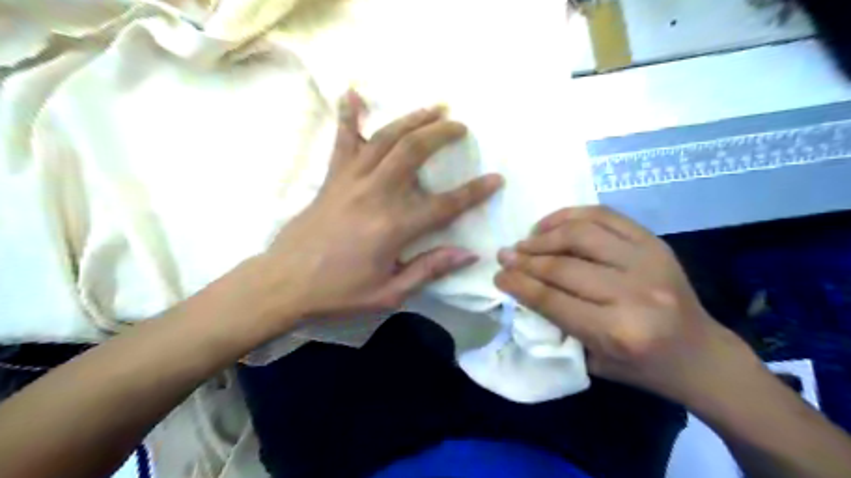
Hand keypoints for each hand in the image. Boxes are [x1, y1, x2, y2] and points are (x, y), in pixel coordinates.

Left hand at [255, 90, 499, 319]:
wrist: (284, 284)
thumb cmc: (339, 293)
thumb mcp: (389, 293)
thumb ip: (429, 269)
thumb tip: (468, 253)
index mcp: (393, 227)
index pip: (445, 205)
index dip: (474, 192)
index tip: (496, 179)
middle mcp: (375, 194)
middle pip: (413, 152)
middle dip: (441, 134)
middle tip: (460, 127)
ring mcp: (350, 181)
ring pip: (385, 138)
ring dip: (411, 119)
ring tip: (433, 107)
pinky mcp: (331, 178)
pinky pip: (342, 141)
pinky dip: (348, 115)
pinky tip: (352, 92)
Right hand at [497, 205, 754, 402]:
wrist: (700, 354)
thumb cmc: (642, 366)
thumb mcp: (593, 360)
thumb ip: (557, 323)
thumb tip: (523, 287)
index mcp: (617, 331)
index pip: (552, 299)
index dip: (518, 284)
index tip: (498, 275)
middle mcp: (633, 293)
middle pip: (563, 266)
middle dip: (525, 260)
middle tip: (505, 255)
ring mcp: (648, 261)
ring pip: (581, 234)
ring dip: (544, 236)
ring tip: (525, 241)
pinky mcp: (655, 243)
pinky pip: (605, 216)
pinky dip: (571, 215)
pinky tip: (550, 224)